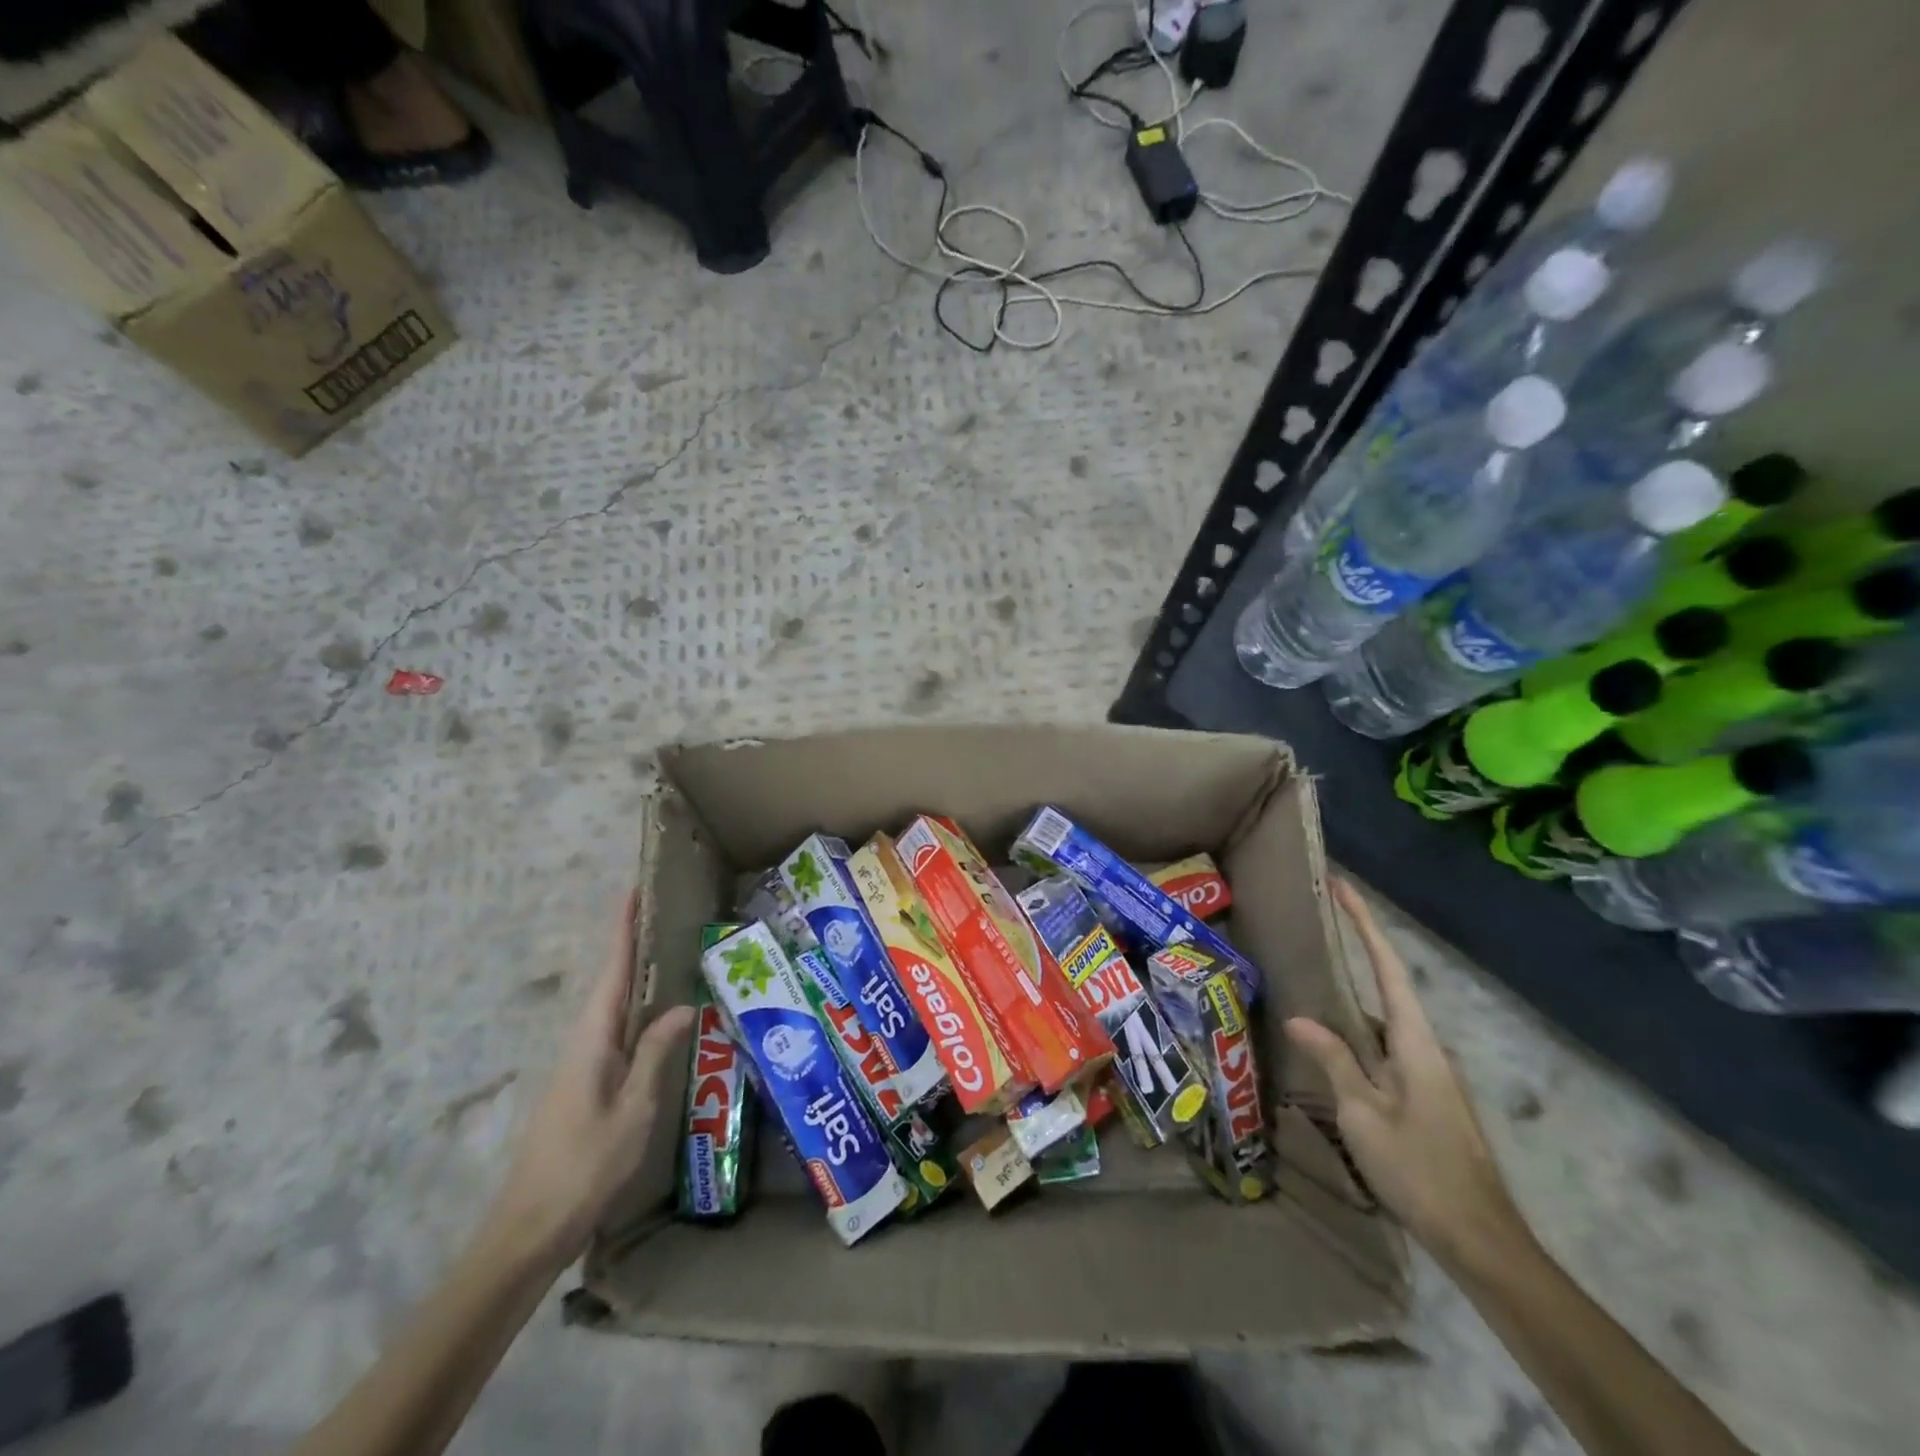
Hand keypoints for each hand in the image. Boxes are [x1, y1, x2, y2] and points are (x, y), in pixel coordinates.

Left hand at [487, 892, 693, 1269]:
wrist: (529, 1229)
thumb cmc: (584, 1167)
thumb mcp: (633, 1110)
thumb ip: (656, 1054)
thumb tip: (684, 1005)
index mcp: (592, 1038)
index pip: (613, 970)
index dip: (623, 930)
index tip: (633, 890)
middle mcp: (584, 1041)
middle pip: (613, 980)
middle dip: (634, 943)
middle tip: (667, 911)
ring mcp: (583, 1063)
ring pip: (615, 1006)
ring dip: (638, 974)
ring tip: (672, 949)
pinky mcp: (587, 1083)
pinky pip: (618, 1031)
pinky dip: (638, 1008)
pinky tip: (660, 1014)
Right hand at [1285, 879, 1528, 1272]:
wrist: (1480, 1240)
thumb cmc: (1419, 1169)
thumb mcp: (1363, 1113)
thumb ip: (1334, 1060)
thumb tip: (1300, 1018)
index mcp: (1416, 1043)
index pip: (1388, 968)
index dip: (1366, 925)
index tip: (1344, 888)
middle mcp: (1426, 1049)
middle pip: (1387, 990)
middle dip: (1356, 956)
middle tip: (1315, 932)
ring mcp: (1429, 1076)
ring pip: (1383, 1026)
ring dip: (1350, 1005)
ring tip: (1309, 989)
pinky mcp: (1426, 1099)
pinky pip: (1385, 1052)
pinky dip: (1356, 1039)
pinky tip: (1330, 1052)